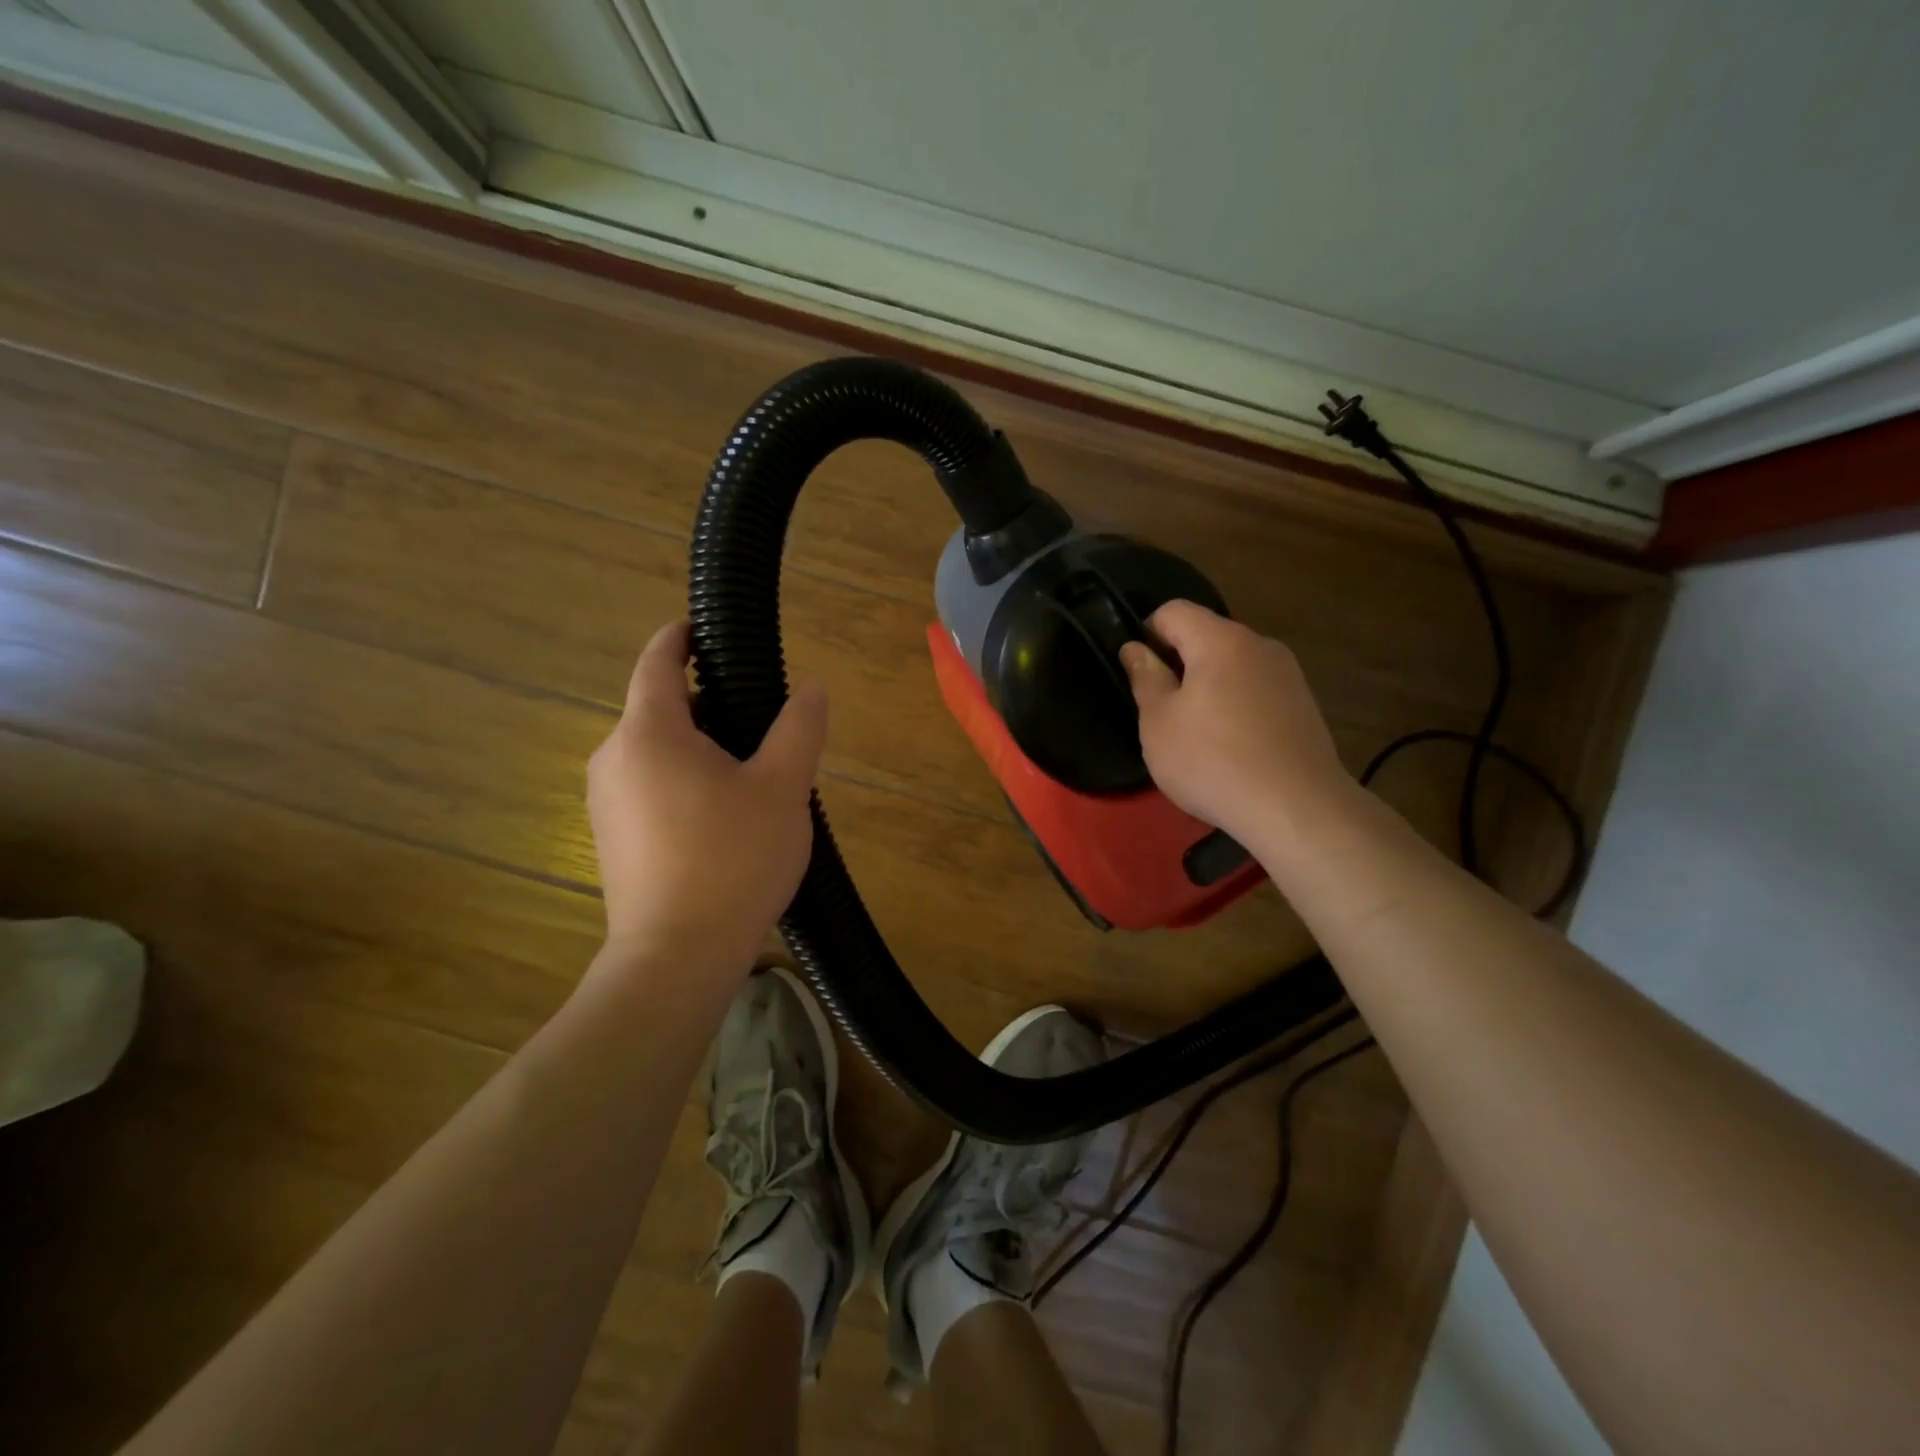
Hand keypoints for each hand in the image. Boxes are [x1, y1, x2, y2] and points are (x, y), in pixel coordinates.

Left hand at [587, 619, 826, 974]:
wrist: (676, 957)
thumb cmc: (732, 860)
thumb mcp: (782, 788)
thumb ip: (799, 729)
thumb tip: (812, 689)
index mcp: (650, 732)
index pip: (657, 661)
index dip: (681, 636)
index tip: (707, 629)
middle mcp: (614, 757)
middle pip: (659, 707)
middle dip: (707, 703)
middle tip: (762, 724)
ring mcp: (605, 801)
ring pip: (655, 750)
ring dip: (697, 746)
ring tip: (750, 776)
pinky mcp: (610, 837)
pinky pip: (647, 786)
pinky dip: (681, 780)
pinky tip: (721, 818)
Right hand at [1119, 600, 1354, 851]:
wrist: (1296, 808)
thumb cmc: (1212, 760)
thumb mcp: (1158, 722)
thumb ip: (1145, 677)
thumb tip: (1135, 648)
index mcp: (1220, 640)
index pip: (1174, 611)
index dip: (1147, 633)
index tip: (1138, 673)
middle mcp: (1259, 645)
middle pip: (1207, 636)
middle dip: (1179, 663)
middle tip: (1160, 709)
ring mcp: (1287, 675)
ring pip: (1233, 665)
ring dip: (1207, 687)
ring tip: (1195, 733)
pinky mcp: (1303, 705)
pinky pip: (1256, 691)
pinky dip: (1235, 707)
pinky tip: (1230, 747)